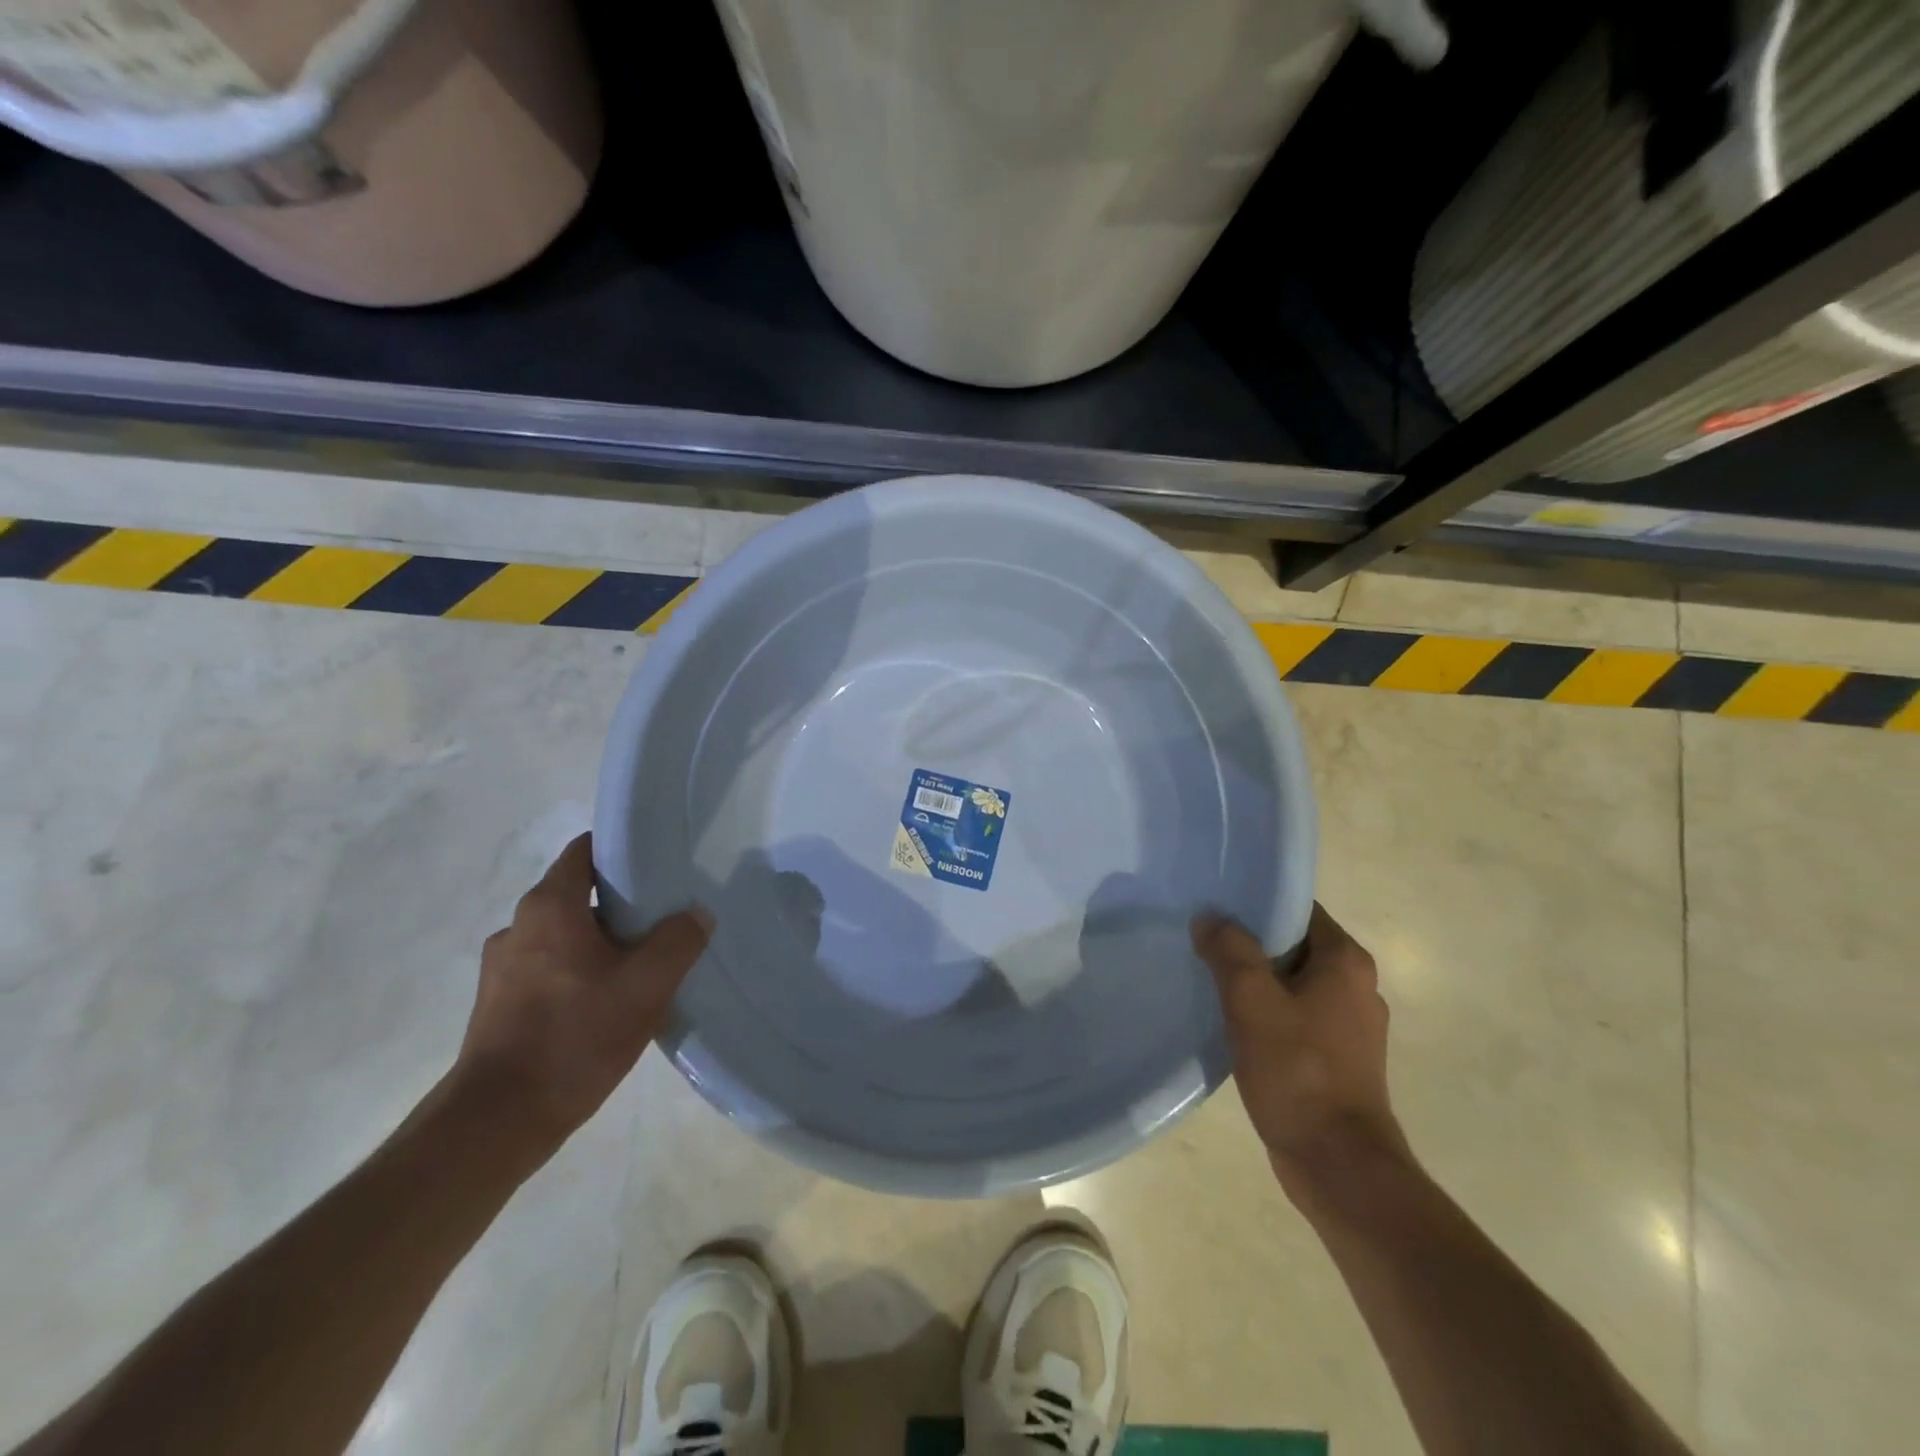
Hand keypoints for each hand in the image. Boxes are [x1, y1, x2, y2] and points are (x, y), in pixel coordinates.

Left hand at [454, 834, 710, 1155]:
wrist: (498, 1121)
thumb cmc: (575, 1036)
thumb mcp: (646, 986)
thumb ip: (679, 941)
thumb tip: (696, 914)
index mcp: (549, 907)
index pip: (585, 850)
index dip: (622, 850)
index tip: (658, 862)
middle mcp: (519, 926)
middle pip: (577, 893)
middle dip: (620, 902)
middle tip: (663, 918)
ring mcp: (502, 967)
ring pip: (564, 935)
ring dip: (599, 942)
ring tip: (639, 965)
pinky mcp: (498, 1004)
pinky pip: (549, 968)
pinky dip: (578, 972)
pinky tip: (606, 1003)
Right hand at [1193, 904, 1406, 1190]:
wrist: (1338, 1164)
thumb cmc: (1297, 1070)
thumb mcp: (1251, 1000)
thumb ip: (1229, 950)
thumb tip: (1210, 918)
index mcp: (1346, 961)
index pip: (1297, 908)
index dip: (1255, 904)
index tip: (1214, 907)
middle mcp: (1357, 985)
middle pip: (1293, 944)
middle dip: (1249, 943)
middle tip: (1203, 940)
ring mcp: (1351, 1025)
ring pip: (1292, 982)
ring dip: (1256, 980)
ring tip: (1211, 979)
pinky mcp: (1339, 1057)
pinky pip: (1296, 1015)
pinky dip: (1267, 1012)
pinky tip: (1234, 1022)